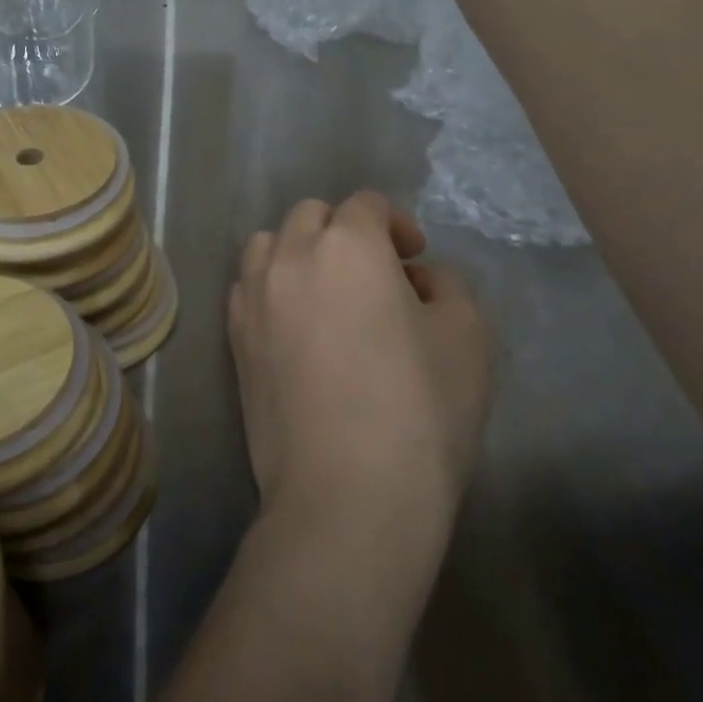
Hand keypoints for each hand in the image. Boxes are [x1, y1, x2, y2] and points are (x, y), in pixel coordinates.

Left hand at [228, 191, 493, 550]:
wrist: (348, 497)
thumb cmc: (420, 411)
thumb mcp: (467, 335)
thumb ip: (446, 285)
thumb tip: (414, 278)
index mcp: (348, 245)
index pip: (366, 204)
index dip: (396, 224)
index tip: (414, 259)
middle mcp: (290, 256)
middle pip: (312, 215)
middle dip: (346, 231)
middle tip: (376, 275)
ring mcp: (254, 297)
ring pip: (268, 244)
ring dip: (299, 251)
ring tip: (327, 292)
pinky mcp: (235, 339)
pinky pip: (247, 287)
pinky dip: (271, 286)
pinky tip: (296, 324)